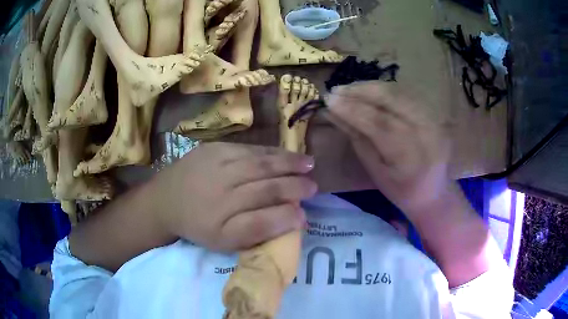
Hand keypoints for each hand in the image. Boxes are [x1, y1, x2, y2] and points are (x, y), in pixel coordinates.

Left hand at [148, 142, 316, 251]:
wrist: (166, 199)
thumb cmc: (198, 224)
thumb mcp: (224, 241)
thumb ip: (259, 231)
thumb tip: (295, 218)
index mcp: (221, 221)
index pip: (263, 219)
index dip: (287, 216)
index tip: (306, 215)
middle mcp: (221, 190)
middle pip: (266, 186)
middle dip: (294, 186)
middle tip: (314, 186)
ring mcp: (217, 164)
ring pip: (260, 163)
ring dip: (288, 163)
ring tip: (308, 164)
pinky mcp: (213, 148)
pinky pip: (248, 149)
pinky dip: (270, 152)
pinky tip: (284, 155)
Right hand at [324, 82, 453, 217]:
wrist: (435, 192)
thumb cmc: (402, 190)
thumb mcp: (376, 171)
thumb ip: (357, 138)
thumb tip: (334, 113)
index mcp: (410, 155)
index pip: (378, 123)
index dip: (352, 109)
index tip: (329, 100)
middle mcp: (426, 131)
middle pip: (392, 99)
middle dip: (361, 91)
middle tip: (336, 90)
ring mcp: (433, 118)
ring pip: (399, 92)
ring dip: (371, 87)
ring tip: (349, 89)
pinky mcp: (433, 112)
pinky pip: (406, 93)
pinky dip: (385, 89)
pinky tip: (369, 91)